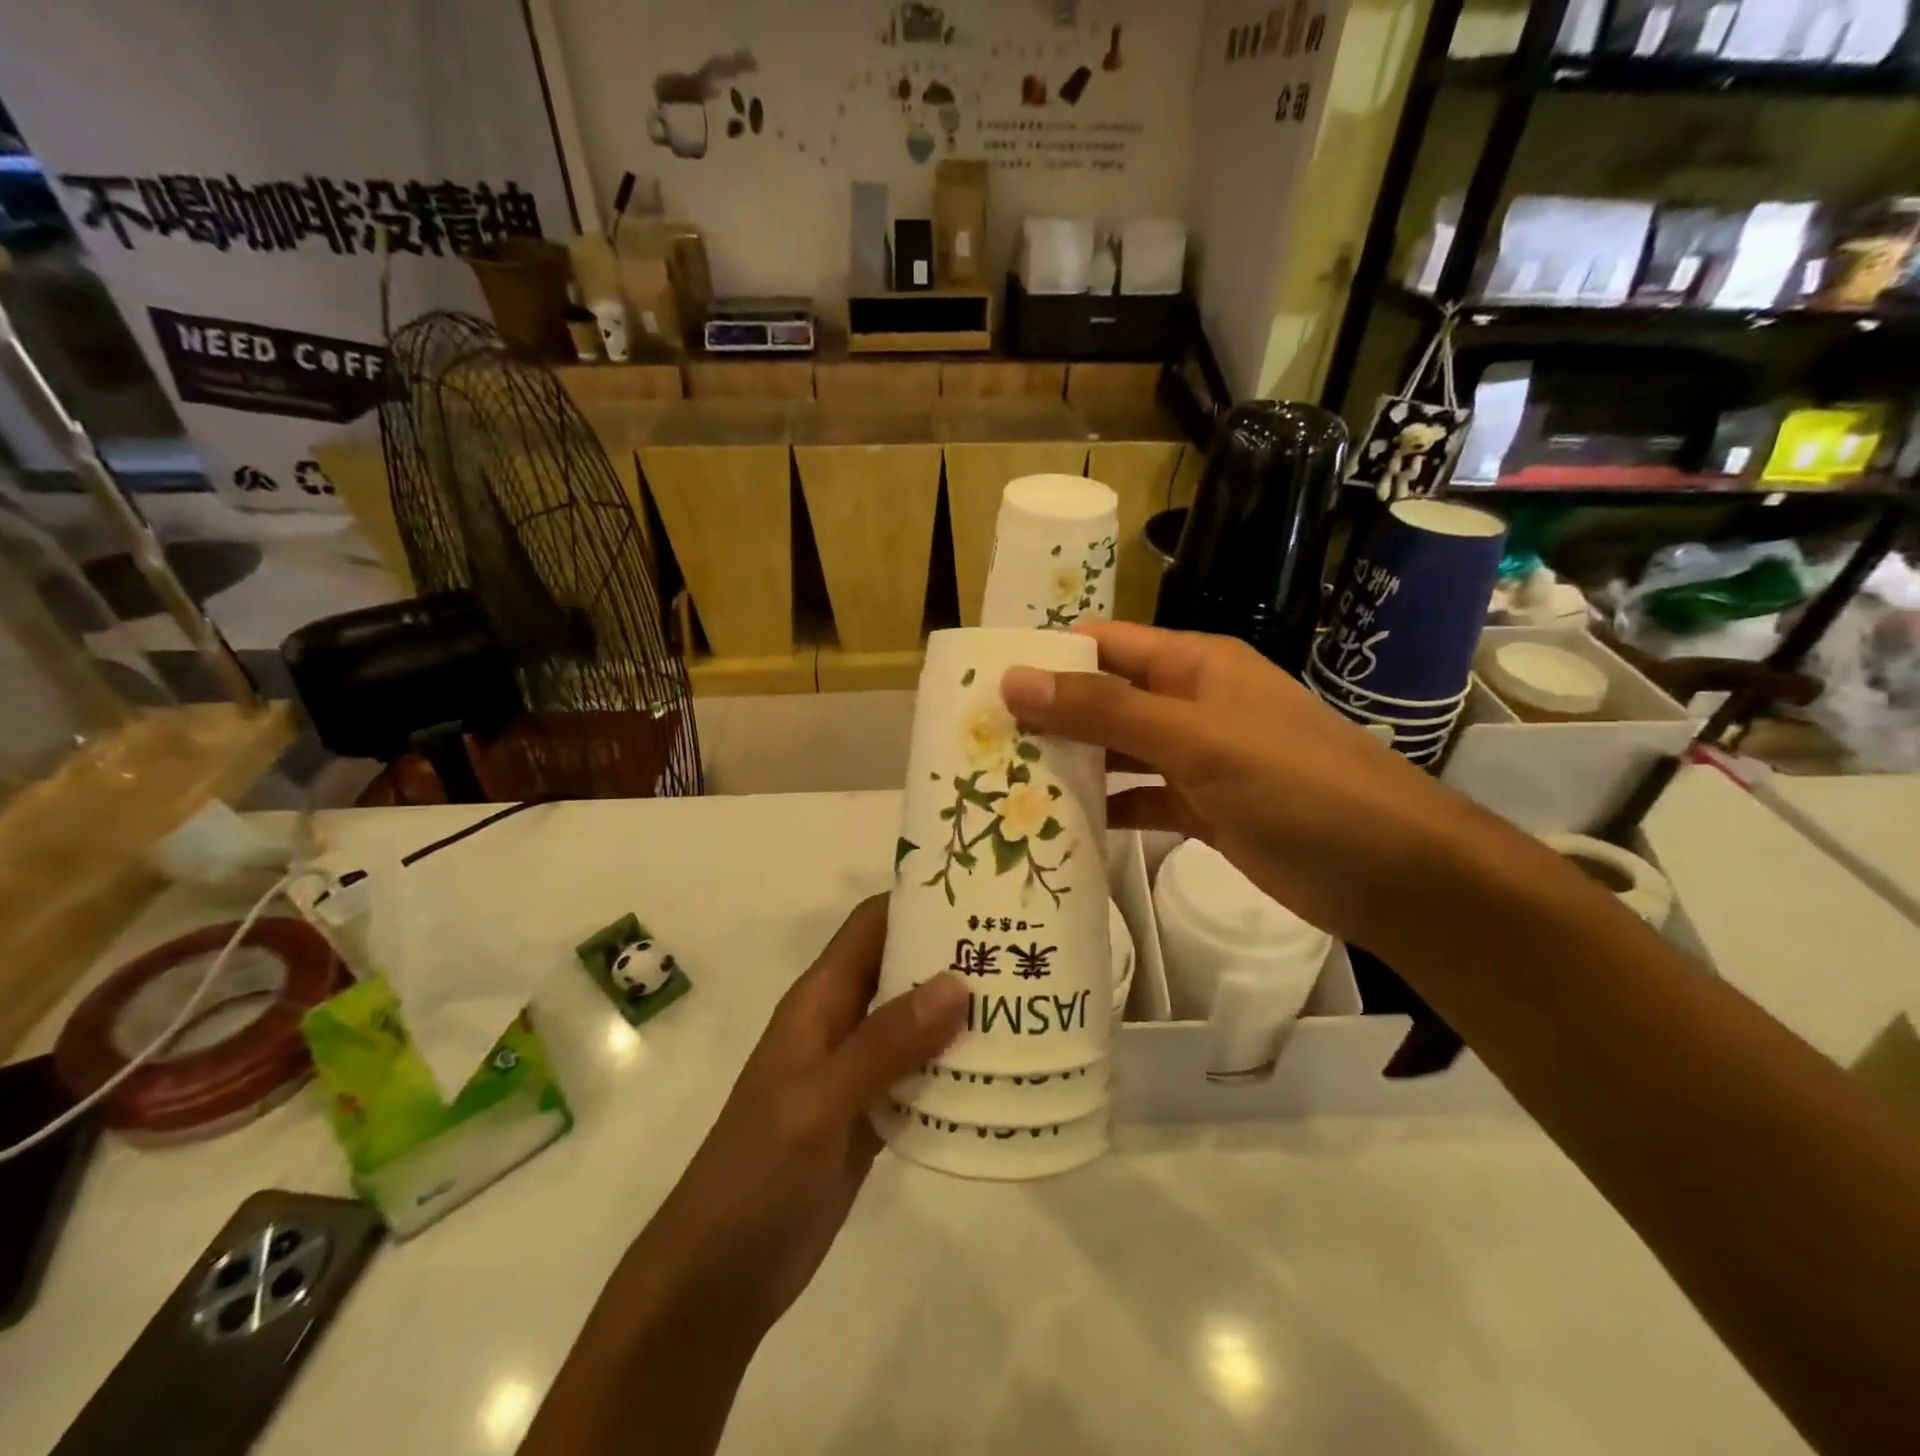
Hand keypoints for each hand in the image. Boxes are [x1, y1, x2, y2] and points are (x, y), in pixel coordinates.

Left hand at [521, 901, 968, 1455]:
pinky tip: (1002, 1072)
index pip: (871, 926)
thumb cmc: (757, 1174)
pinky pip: (921, 1075)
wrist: (720, 1277)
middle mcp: (840, 1023)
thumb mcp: (819, 1102)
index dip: (919, 902)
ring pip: (916, 1022)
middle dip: (954, 956)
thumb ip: (885, 1042)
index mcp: (819, 1001)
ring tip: (1027, 1002)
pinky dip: (956, 1067)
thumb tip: (956, 981)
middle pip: (902, 968)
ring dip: (962, 1013)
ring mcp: (857, 1072)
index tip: (981, 894)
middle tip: (1022, 949)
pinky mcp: (872, 1115)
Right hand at [1000, 622, 1479, 955]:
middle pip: (1106, 700)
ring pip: (1120, 754)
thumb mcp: (1194, 738)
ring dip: (1073, 767)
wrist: (1391, 870)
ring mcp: (1200, 760)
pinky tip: (1062, 829)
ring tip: (1004, 787)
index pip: (1105, 644)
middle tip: (980, 745)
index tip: (983, 683)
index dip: (1047, 656)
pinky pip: (1142, 800)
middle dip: (1049, 717)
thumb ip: (1104, 710)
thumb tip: (1014, 679)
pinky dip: (1108, 810)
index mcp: (1193, 665)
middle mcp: (1192, 704)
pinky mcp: (1206, 810)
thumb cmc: (1295, 784)